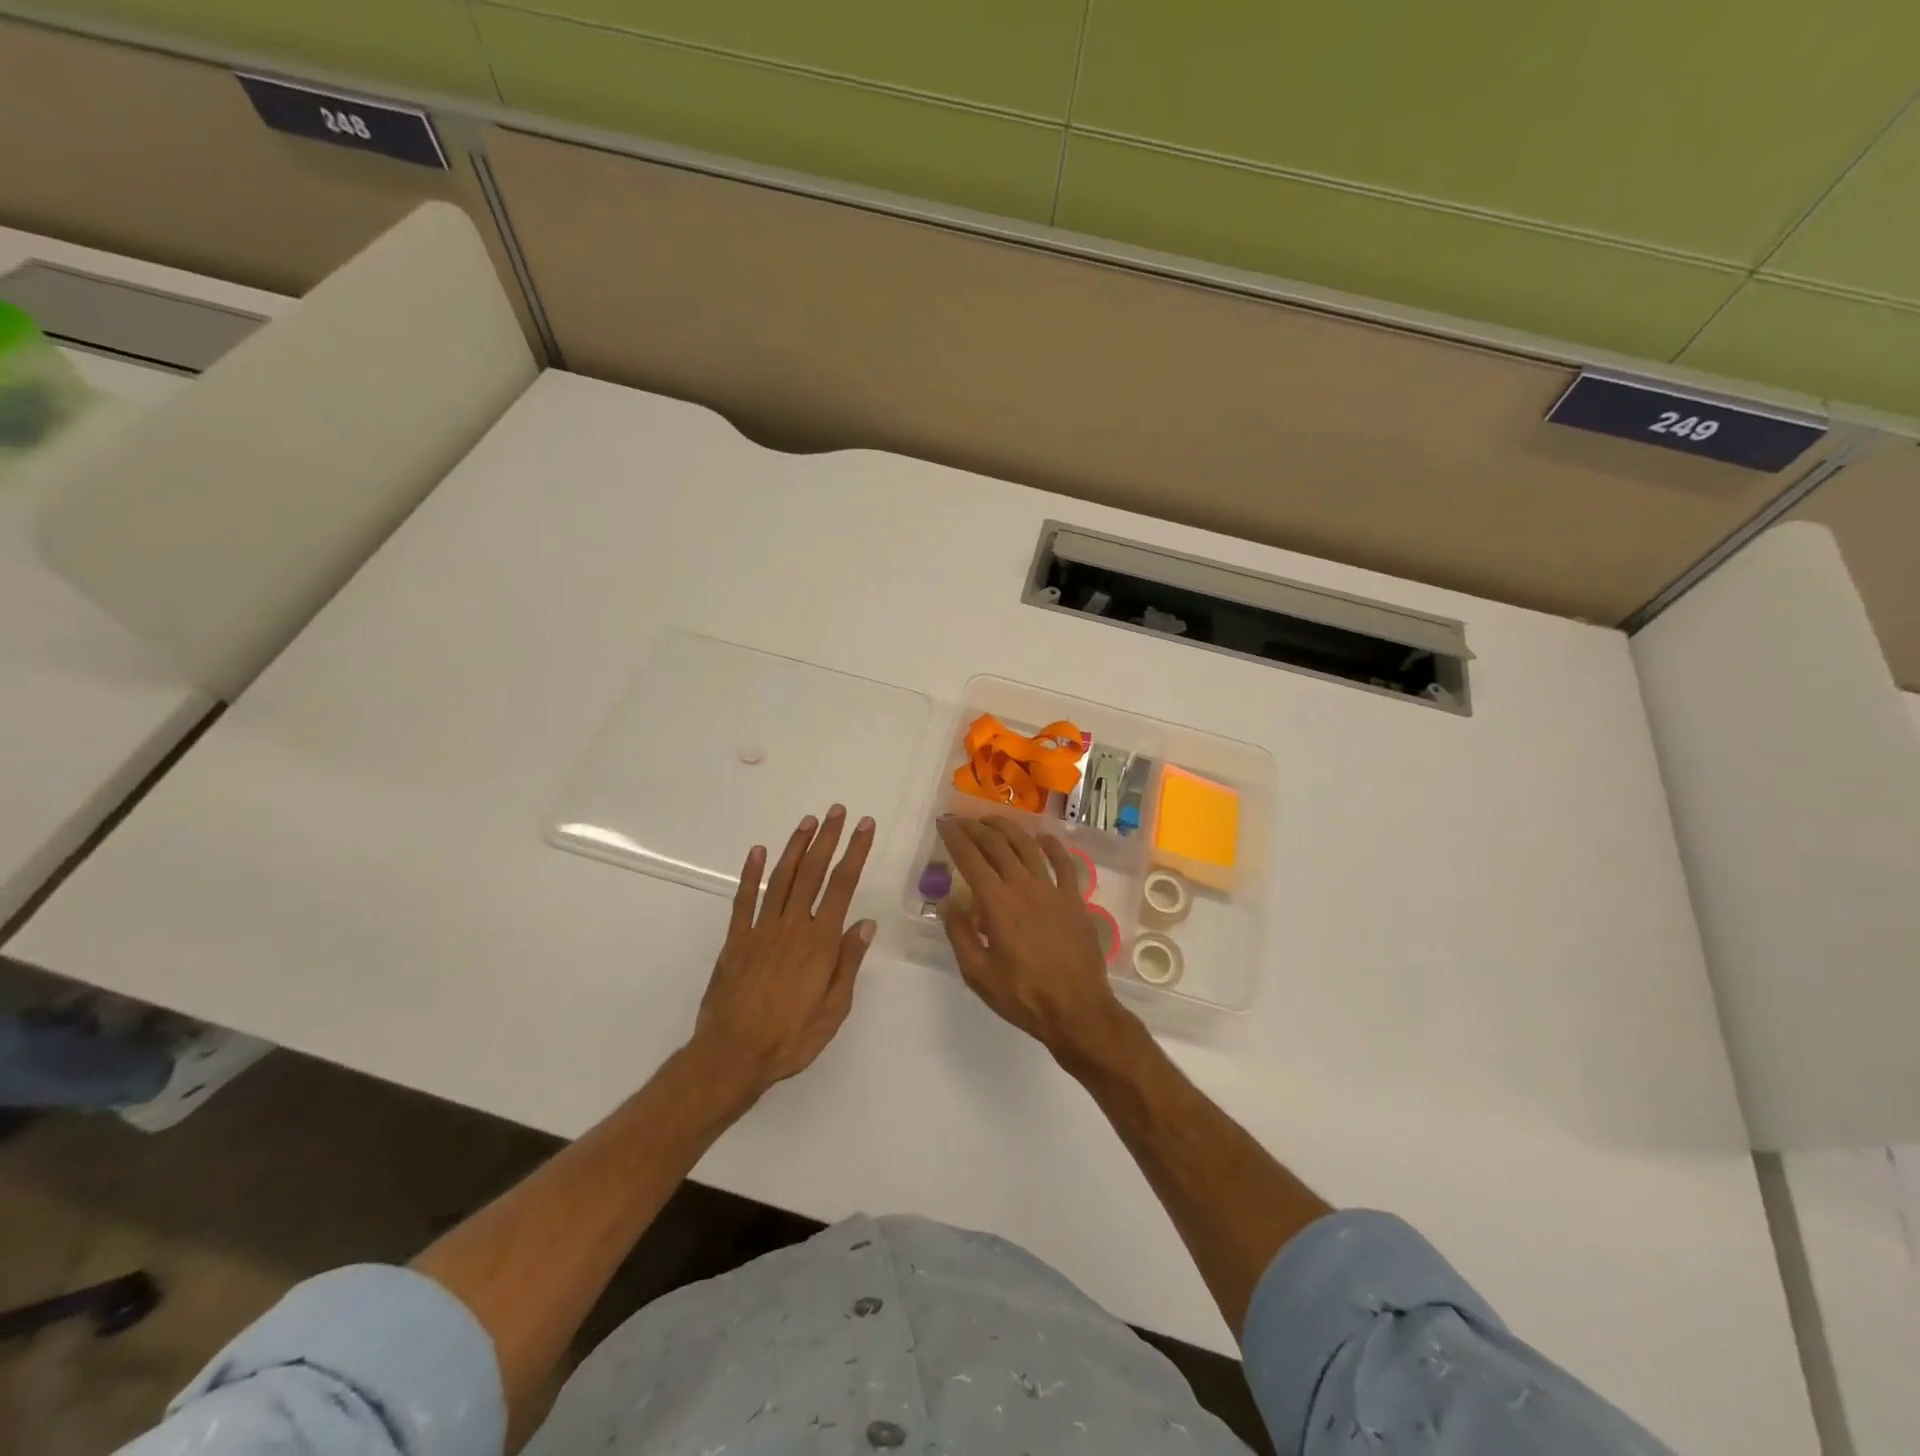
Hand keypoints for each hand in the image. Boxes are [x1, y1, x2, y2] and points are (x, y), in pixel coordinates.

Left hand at [691, 806, 876, 1093]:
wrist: (732, 1055)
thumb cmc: (791, 1037)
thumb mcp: (834, 1009)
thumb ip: (848, 963)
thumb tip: (866, 924)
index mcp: (820, 942)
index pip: (842, 886)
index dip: (855, 852)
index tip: (864, 827)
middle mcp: (792, 926)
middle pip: (813, 872)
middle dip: (828, 838)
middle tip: (837, 811)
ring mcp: (761, 929)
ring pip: (782, 878)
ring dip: (796, 846)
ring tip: (808, 821)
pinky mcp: (736, 939)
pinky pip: (744, 899)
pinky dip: (752, 873)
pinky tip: (759, 852)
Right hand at [936, 815, 1131, 1062]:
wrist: (1077, 1011)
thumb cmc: (1023, 996)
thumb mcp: (977, 973)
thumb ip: (960, 933)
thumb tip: (948, 900)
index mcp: (997, 903)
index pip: (970, 859)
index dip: (954, 838)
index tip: (943, 824)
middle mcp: (1024, 886)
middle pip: (997, 845)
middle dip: (975, 827)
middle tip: (960, 820)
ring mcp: (1053, 890)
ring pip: (1028, 846)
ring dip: (1007, 828)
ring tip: (991, 821)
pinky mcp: (1075, 899)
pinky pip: (1065, 863)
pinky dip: (1052, 845)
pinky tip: (1043, 837)